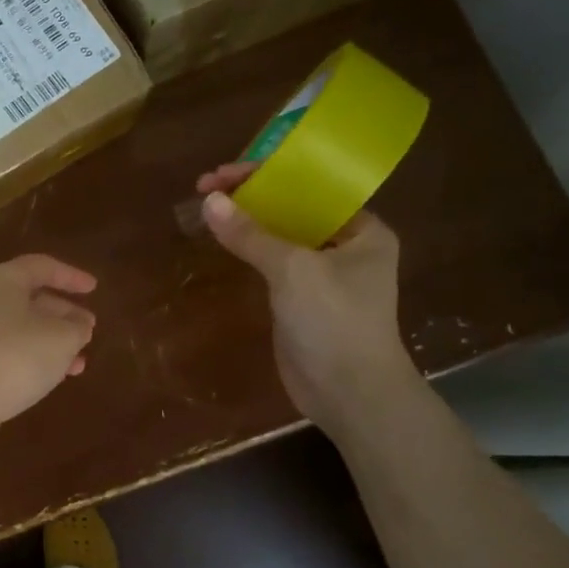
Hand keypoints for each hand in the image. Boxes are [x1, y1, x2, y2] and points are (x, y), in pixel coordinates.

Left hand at [0, 255, 96, 455]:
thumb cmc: (15, 357)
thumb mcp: (60, 338)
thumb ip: (76, 327)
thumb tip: (80, 324)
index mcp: (4, 281)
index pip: (41, 266)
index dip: (70, 275)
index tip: (94, 288)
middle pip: (32, 298)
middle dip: (64, 312)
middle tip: (90, 327)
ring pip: (25, 328)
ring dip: (55, 340)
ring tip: (82, 358)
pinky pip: (14, 351)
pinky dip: (39, 358)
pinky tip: (60, 376)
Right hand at [196, 163, 415, 435]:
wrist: (349, 395)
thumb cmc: (335, 323)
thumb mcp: (293, 271)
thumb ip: (251, 235)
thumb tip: (209, 201)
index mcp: (362, 230)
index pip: (311, 187)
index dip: (268, 173)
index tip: (224, 172)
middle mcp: (345, 245)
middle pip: (292, 207)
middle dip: (251, 195)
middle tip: (206, 186)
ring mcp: (321, 274)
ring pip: (278, 234)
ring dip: (245, 220)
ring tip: (206, 205)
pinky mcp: (300, 298)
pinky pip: (270, 261)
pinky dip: (247, 248)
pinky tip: (221, 238)